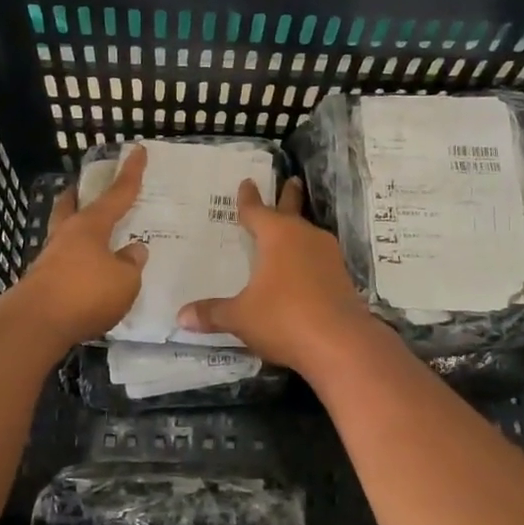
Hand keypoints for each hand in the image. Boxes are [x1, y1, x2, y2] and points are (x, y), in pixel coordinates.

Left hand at [2, 146, 149, 348]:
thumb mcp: (124, 280)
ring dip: (77, 232)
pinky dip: (77, 262)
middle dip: (80, 194)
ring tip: (95, 239)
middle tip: (86, 187)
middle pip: (72, 205)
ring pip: (64, 235)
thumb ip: (131, 264)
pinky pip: (64, 263)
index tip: (136, 150)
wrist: (34, 325)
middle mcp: (66, 235)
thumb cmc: (86, 293)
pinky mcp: (41, 283)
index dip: (130, 173)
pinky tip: (88, 274)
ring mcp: (49, 259)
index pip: (117, 194)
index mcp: (90, 226)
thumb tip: (134, 250)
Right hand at [177, 177, 374, 371]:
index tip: (247, 182)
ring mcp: (327, 256)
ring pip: (308, 235)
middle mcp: (304, 237)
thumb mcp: (241, 317)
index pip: (257, 211)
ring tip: (290, 230)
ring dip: (298, 230)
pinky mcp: (342, 278)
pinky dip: (308, 259)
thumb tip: (181, 317)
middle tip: (290, 179)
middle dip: (288, 196)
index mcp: (277, 236)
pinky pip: (319, 259)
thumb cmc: (284, 318)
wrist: (342, 344)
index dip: (248, 199)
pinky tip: (303, 270)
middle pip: (291, 211)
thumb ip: (213, 314)